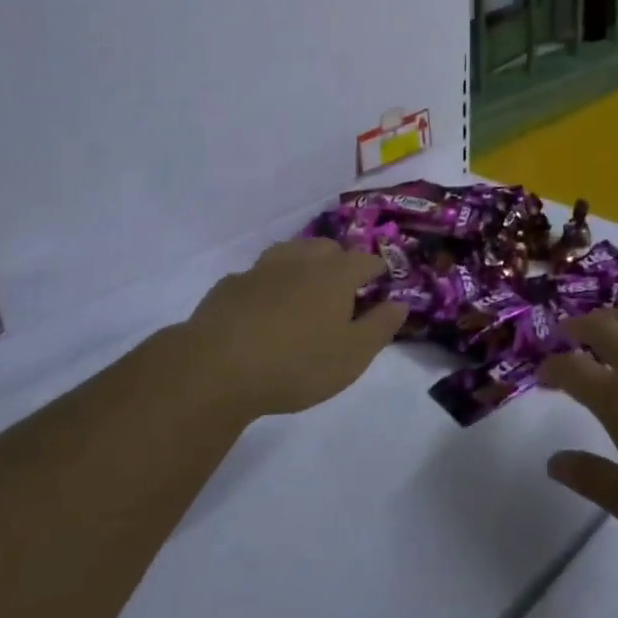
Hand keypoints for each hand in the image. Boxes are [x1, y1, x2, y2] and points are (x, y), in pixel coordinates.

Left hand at [180, 238, 406, 418]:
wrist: (216, 368)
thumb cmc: (297, 363)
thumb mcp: (353, 355)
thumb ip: (381, 326)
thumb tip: (400, 303)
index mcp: (336, 275)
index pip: (366, 261)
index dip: (377, 269)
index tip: (382, 281)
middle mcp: (301, 261)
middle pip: (327, 248)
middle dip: (340, 261)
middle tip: (343, 287)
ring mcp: (262, 269)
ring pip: (290, 253)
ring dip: (302, 264)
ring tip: (304, 288)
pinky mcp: (230, 286)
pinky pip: (257, 276)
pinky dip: (267, 285)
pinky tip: (262, 306)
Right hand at [536, 311, 617, 545]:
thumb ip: (591, 479)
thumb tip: (553, 462)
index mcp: (617, 399)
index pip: (571, 369)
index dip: (551, 367)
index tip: (543, 372)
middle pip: (600, 329)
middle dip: (577, 327)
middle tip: (568, 332)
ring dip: (613, 318)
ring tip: (606, 325)